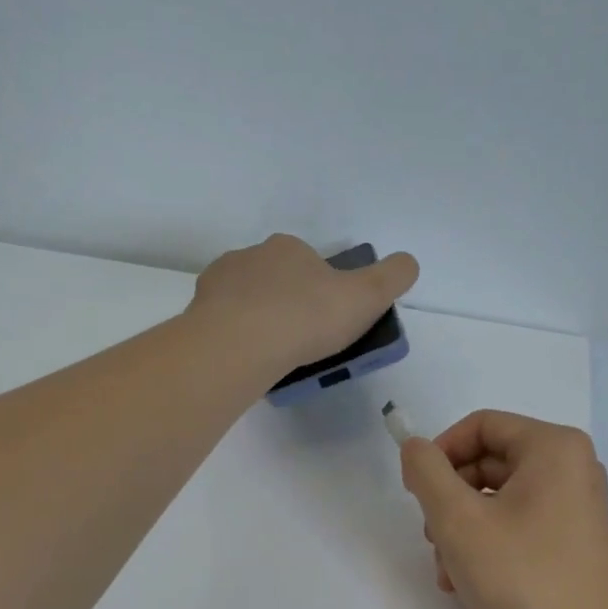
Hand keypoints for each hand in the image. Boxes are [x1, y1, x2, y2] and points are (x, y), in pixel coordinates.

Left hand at [189, 235, 418, 379]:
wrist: (241, 345)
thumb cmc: (307, 317)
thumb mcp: (367, 296)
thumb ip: (393, 276)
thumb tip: (409, 263)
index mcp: (289, 249)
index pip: (310, 263)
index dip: (323, 291)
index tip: (330, 322)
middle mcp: (250, 257)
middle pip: (276, 280)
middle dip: (289, 304)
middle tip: (303, 343)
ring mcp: (219, 284)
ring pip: (246, 300)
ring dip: (260, 320)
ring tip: (274, 357)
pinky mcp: (198, 313)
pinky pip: (223, 323)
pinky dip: (236, 337)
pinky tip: (248, 360)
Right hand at [399, 410, 607, 608]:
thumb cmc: (520, 580)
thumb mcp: (458, 520)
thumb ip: (427, 472)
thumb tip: (415, 448)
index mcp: (554, 448)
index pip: (480, 426)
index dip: (440, 452)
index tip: (413, 492)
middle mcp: (571, 469)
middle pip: (487, 463)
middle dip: (449, 501)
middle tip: (432, 538)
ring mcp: (573, 509)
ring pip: (494, 500)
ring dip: (460, 531)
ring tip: (449, 571)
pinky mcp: (569, 544)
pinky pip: (514, 527)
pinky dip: (484, 547)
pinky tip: (465, 584)